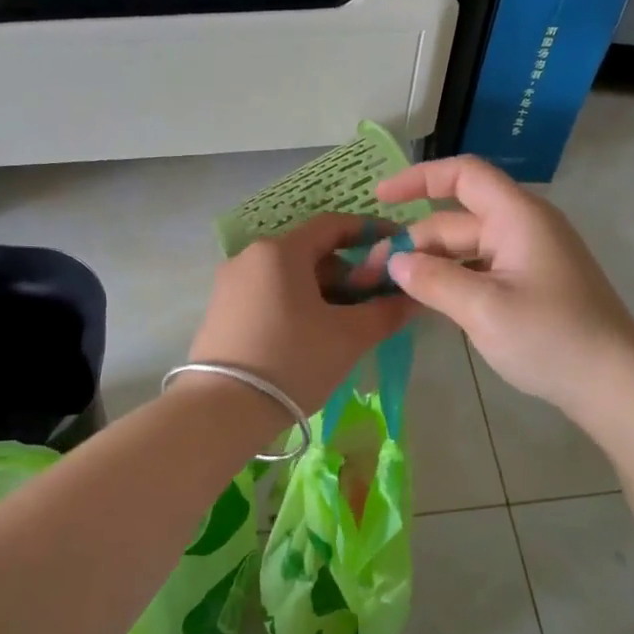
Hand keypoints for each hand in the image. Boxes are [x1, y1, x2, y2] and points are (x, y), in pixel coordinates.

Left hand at [187, 213, 413, 412]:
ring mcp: (230, 284)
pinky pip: (269, 295)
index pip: (333, 225)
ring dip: (323, 292)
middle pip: (310, 252)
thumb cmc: (293, 360)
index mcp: (280, 251)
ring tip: (347, 325)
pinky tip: (312, 337)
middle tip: (374, 301)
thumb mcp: (348, 337)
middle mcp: (250, 257)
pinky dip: (297, 305)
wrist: (222, 409)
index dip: (369, 232)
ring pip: (289, 277)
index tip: (396, 247)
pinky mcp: (221, 312)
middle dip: (348, 272)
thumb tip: (412, 298)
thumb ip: (385, 312)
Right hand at [372, 156, 633, 417]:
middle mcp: (523, 228)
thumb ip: (433, 280)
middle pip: (457, 219)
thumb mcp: (483, 309)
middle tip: (372, 274)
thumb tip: (394, 261)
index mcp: (517, 217)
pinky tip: (427, 303)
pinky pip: (481, 271)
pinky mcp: (530, 286)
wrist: (613, 383)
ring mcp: (528, 258)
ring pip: (466, 249)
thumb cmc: (550, 338)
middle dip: (414, 241)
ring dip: (430, 264)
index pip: (463, 175)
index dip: (418, 178)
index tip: (379, 198)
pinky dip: (452, 280)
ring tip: (391, 290)